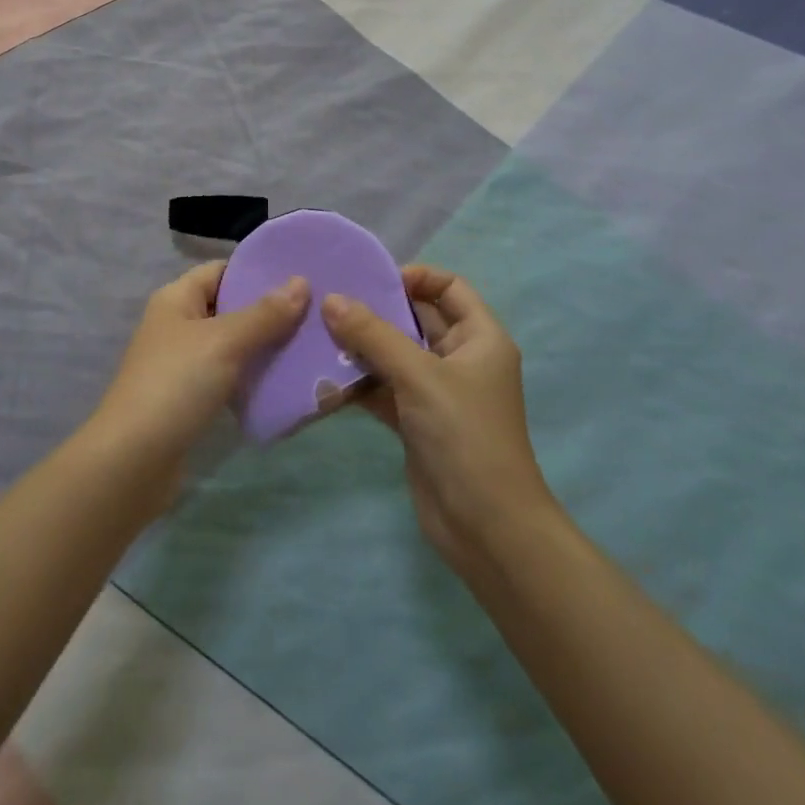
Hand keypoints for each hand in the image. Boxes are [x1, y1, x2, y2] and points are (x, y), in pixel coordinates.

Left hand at [86, 262, 308, 493]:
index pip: (221, 270)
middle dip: (268, 311)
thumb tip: (301, 281)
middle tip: (315, 314)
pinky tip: (284, 383)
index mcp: (176, 298)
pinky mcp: (189, 399)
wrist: (134, 460)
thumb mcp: (224, 341)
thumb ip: (264, 314)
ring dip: (264, 346)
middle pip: (228, 307)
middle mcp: (176, 324)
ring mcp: (181, 363)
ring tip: (309, 347)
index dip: (257, 270)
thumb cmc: (176, 384)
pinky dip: (252, 377)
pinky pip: (227, 377)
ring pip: (231, 345)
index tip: (301, 276)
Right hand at [323, 265, 557, 579]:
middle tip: (330, 302)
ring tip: (319, 334)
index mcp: (480, 338)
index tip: (373, 282)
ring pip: (395, 354)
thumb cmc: (464, 435)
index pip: (450, 288)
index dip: (416, 277)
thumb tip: (331, 299)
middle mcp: (461, 359)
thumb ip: (373, 335)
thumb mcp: (419, 376)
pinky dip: (359, 381)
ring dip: (361, 346)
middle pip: (417, 319)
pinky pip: (383, 388)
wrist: (486, 527)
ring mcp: (437, 392)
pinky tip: (323, 376)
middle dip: (376, 310)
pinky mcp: (416, 421)